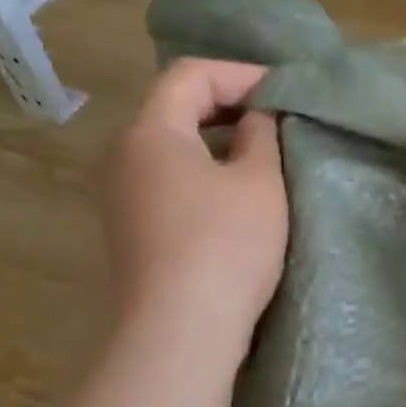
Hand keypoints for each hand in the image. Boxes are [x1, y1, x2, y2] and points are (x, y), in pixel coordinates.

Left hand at [105, 60, 287, 349]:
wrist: (179, 332)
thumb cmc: (225, 246)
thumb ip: (261, 135)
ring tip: (262, 152)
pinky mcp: (129, 230)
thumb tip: (257, 116)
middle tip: (277, 116)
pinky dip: (201, 171)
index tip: (284, 91)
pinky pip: (166, 180)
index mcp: (150, 132)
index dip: (240, 73)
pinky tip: (234, 193)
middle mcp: (123, 155)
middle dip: (227, 104)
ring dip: (215, 140)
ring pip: (169, 147)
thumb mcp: (258, 183)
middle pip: (173, 107)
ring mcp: (121, 196)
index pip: (190, 75)